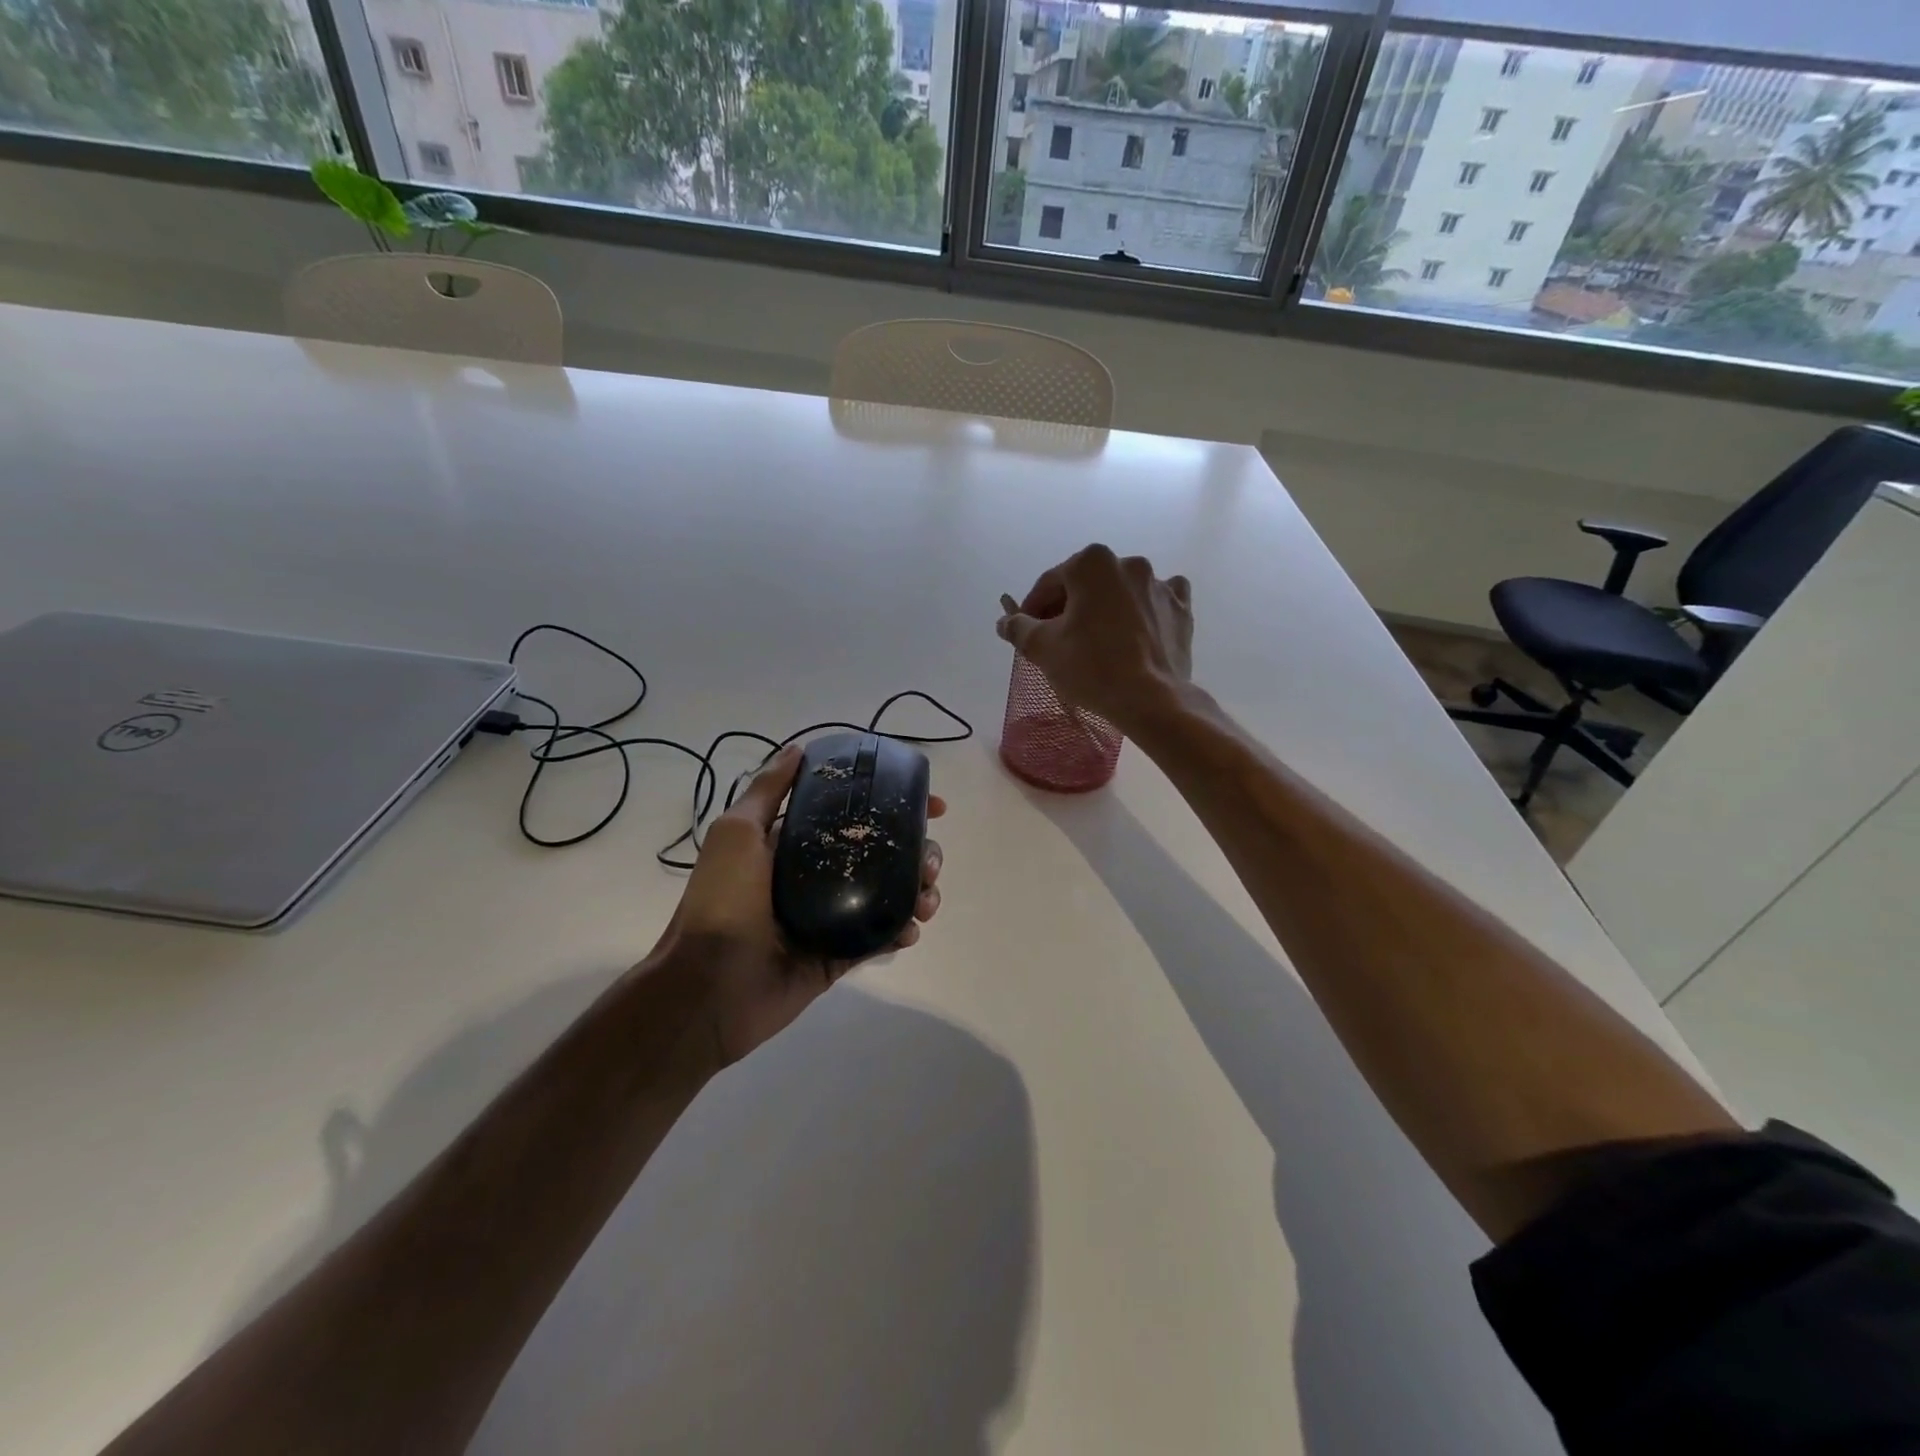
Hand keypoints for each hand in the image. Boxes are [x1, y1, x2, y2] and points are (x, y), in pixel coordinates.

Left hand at [647, 744, 945, 1067]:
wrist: (710, 986)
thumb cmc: (723, 901)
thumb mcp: (737, 833)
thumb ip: (768, 791)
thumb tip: (799, 749)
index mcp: (797, 844)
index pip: (855, 814)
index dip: (895, 804)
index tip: (932, 805)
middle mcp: (819, 875)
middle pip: (883, 853)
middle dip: (918, 851)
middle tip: (930, 862)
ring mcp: (833, 917)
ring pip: (891, 894)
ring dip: (918, 891)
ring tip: (926, 900)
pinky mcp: (841, 955)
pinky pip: (881, 937)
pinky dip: (903, 930)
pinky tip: (910, 929)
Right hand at [995, 543, 1192, 734]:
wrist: (1151, 700)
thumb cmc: (1091, 668)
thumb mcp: (1042, 648)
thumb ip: (1018, 628)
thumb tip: (1005, 621)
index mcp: (1091, 563)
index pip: (1049, 583)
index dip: (1033, 608)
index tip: (1027, 631)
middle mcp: (1128, 563)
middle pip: (1086, 585)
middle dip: (1069, 607)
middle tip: (1058, 640)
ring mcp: (1160, 584)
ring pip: (1121, 592)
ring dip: (1105, 608)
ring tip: (1096, 641)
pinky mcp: (1181, 608)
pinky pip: (1156, 601)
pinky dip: (1144, 611)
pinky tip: (1137, 630)